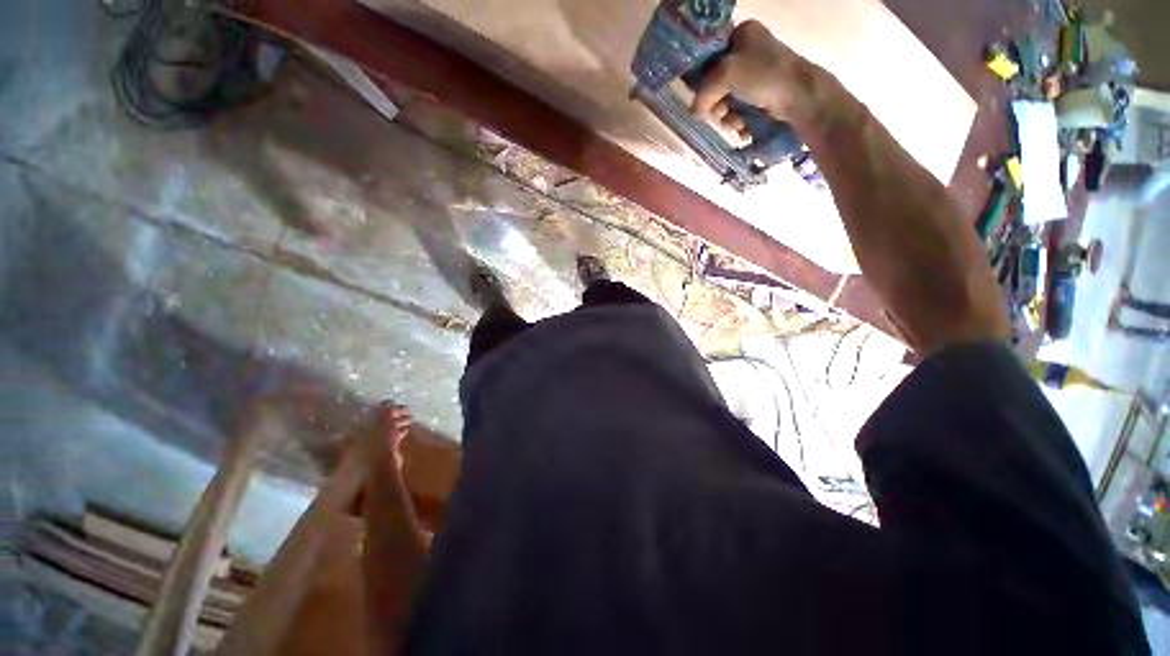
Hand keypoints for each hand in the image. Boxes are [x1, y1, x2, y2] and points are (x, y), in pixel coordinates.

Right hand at [690, 20, 822, 131]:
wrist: (798, 95)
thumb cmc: (763, 75)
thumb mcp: (726, 75)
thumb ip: (704, 92)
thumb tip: (693, 111)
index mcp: (743, 34)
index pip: (712, 55)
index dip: (703, 77)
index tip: (700, 96)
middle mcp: (750, 50)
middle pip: (719, 81)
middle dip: (716, 102)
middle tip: (719, 112)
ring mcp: (758, 73)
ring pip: (729, 98)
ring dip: (727, 115)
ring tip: (734, 122)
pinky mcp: (764, 93)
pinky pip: (741, 108)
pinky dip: (739, 120)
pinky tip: (742, 127)